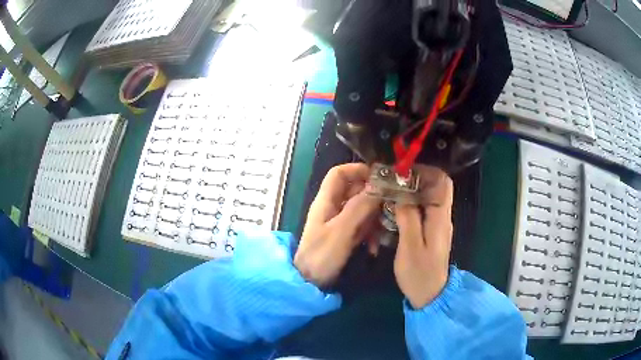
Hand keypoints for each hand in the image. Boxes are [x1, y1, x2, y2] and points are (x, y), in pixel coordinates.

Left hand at [295, 163, 381, 286]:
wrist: (310, 283)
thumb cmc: (321, 256)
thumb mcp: (340, 232)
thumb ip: (358, 208)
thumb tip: (377, 187)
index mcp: (326, 201)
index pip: (339, 173)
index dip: (357, 170)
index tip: (379, 177)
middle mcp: (332, 208)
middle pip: (355, 190)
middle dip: (373, 197)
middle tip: (391, 205)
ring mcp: (339, 222)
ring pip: (362, 209)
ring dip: (374, 218)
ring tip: (384, 231)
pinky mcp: (345, 236)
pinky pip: (362, 226)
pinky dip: (370, 233)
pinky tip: (374, 247)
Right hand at [394, 165, 453, 308]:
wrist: (430, 294)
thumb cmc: (419, 273)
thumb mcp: (410, 247)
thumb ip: (407, 218)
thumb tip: (401, 194)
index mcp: (440, 218)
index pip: (442, 182)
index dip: (426, 171)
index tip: (403, 171)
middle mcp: (442, 216)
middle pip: (435, 186)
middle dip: (415, 178)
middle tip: (392, 180)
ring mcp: (437, 223)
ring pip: (428, 197)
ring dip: (411, 190)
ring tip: (390, 190)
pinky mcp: (430, 230)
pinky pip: (423, 208)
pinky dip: (410, 203)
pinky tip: (394, 207)